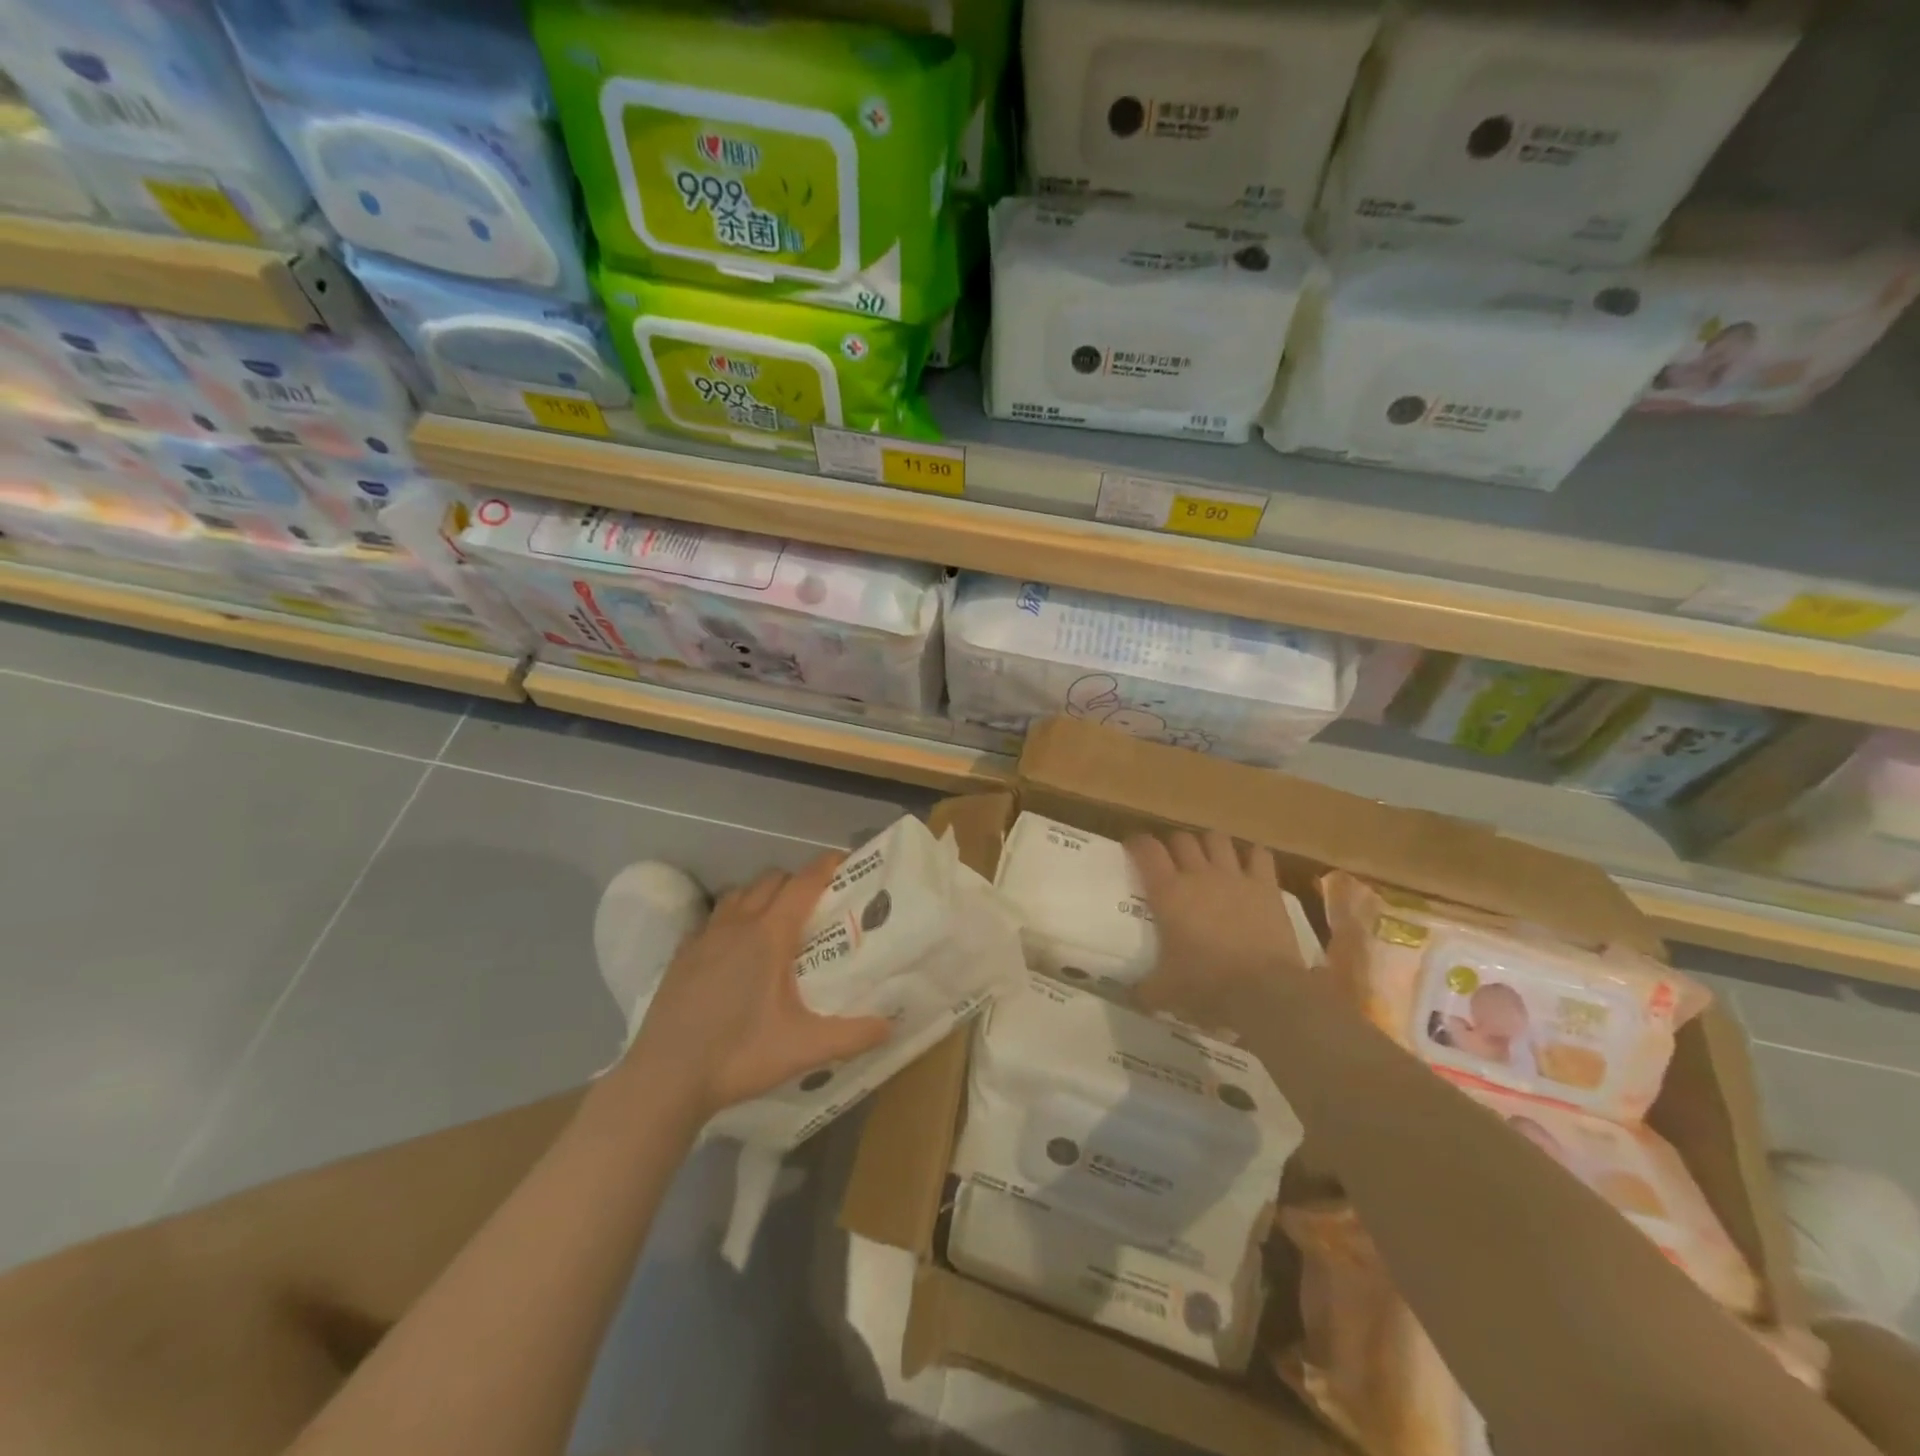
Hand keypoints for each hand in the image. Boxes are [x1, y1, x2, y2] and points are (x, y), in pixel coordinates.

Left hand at [622, 853, 891, 1121]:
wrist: (664, 1079)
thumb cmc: (739, 1056)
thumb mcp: (804, 1048)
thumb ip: (852, 1035)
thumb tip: (892, 1026)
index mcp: (769, 936)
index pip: (803, 884)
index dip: (825, 867)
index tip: (844, 860)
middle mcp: (737, 924)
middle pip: (771, 880)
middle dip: (796, 881)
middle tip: (816, 903)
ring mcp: (704, 937)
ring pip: (738, 894)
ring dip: (761, 895)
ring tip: (776, 920)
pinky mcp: (681, 955)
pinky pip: (712, 918)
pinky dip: (731, 917)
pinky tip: (733, 947)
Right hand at [1127, 830, 1316, 1035]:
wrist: (1264, 992)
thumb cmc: (1206, 987)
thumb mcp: (1164, 992)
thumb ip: (1144, 990)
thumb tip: (1131, 995)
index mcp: (1168, 892)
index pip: (1147, 849)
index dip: (1137, 843)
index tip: (1133, 848)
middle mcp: (1199, 874)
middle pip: (1182, 839)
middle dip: (1174, 846)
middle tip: (1172, 862)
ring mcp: (1235, 877)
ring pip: (1217, 839)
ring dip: (1209, 845)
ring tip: (1208, 859)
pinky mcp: (1266, 886)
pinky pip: (1259, 854)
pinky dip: (1252, 856)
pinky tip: (1249, 867)